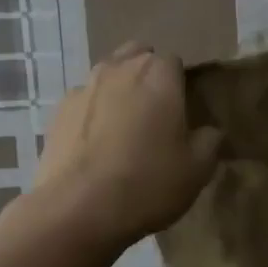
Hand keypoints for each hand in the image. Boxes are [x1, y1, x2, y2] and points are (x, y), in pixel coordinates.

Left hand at [33, 43, 220, 249]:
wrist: (79, 209)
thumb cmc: (148, 183)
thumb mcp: (197, 169)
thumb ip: (209, 141)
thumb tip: (209, 131)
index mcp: (158, 74)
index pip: (174, 62)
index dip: (179, 84)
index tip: (182, 112)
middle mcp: (119, 68)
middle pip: (137, 57)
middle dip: (147, 76)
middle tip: (155, 114)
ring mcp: (84, 87)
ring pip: (108, 75)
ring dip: (118, 91)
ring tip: (123, 128)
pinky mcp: (58, 111)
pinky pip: (84, 102)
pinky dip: (92, 113)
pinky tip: (95, 145)